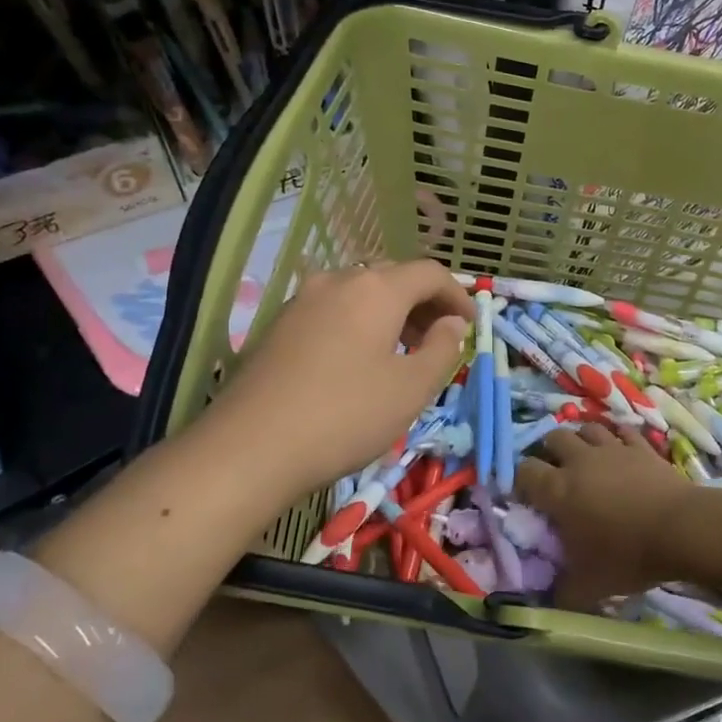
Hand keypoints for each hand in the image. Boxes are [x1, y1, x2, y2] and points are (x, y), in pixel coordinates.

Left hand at [202, 260, 473, 494]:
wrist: (249, 448)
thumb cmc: (346, 416)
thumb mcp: (411, 389)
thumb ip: (442, 349)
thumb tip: (451, 323)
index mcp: (376, 289)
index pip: (429, 273)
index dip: (458, 295)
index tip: (472, 325)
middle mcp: (337, 281)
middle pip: (392, 278)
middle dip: (424, 303)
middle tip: (440, 338)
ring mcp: (302, 301)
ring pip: (359, 294)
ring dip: (390, 314)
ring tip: (404, 352)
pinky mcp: (278, 326)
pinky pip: (332, 312)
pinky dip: (359, 324)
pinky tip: (360, 362)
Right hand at [515, 425, 692, 609]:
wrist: (681, 530)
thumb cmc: (627, 555)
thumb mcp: (589, 586)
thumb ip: (562, 593)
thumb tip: (548, 602)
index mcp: (557, 491)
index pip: (524, 471)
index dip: (521, 481)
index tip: (528, 497)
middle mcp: (579, 461)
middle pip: (554, 438)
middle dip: (550, 452)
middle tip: (556, 473)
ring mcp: (612, 449)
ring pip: (587, 428)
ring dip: (582, 440)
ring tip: (586, 458)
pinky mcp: (641, 447)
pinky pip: (623, 431)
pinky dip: (617, 438)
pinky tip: (620, 450)